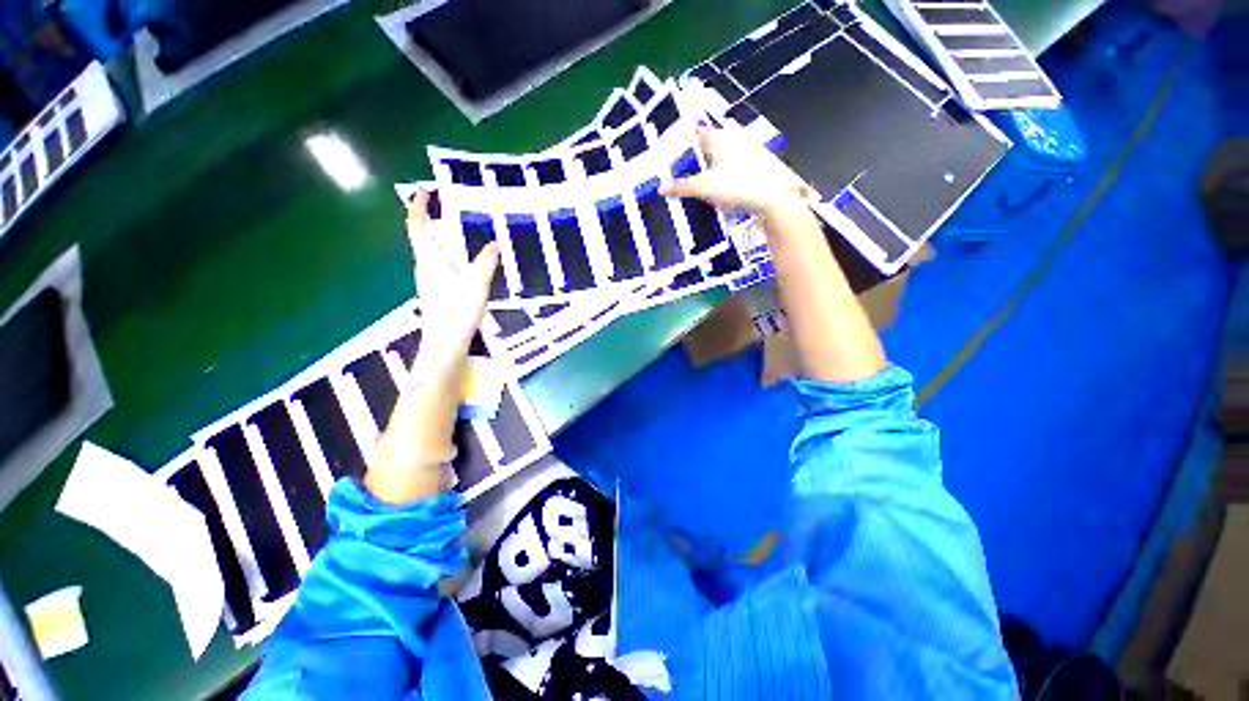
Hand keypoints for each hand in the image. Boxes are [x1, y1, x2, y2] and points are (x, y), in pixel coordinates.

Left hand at [406, 190, 499, 370]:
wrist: (445, 344)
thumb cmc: (457, 312)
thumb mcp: (476, 285)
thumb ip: (485, 263)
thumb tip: (495, 243)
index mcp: (430, 260)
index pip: (418, 227)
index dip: (418, 207)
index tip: (424, 191)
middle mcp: (425, 267)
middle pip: (421, 237)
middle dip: (429, 219)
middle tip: (445, 207)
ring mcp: (428, 281)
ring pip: (429, 251)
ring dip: (437, 236)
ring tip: (455, 229)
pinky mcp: (435, 292)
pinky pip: (437, 264)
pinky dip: (445, 253)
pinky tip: (459, 260)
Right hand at [662, 127, 814, 215]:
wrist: (776, 198)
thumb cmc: (739, 186)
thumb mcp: (705, 188)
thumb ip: (682, 187)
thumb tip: (661, 188)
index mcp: (719, 138)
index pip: (695, 133)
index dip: (681, 141)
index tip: (668, 152)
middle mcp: (734, 138)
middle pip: (709, 142)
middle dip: (695, 154)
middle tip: (680, 168)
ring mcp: (749, 151)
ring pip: (723, 153)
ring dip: (711, 163)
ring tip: (697, 178)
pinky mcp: (758, 166)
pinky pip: (734, 165)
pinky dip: (724, 172)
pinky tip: (720, 185)